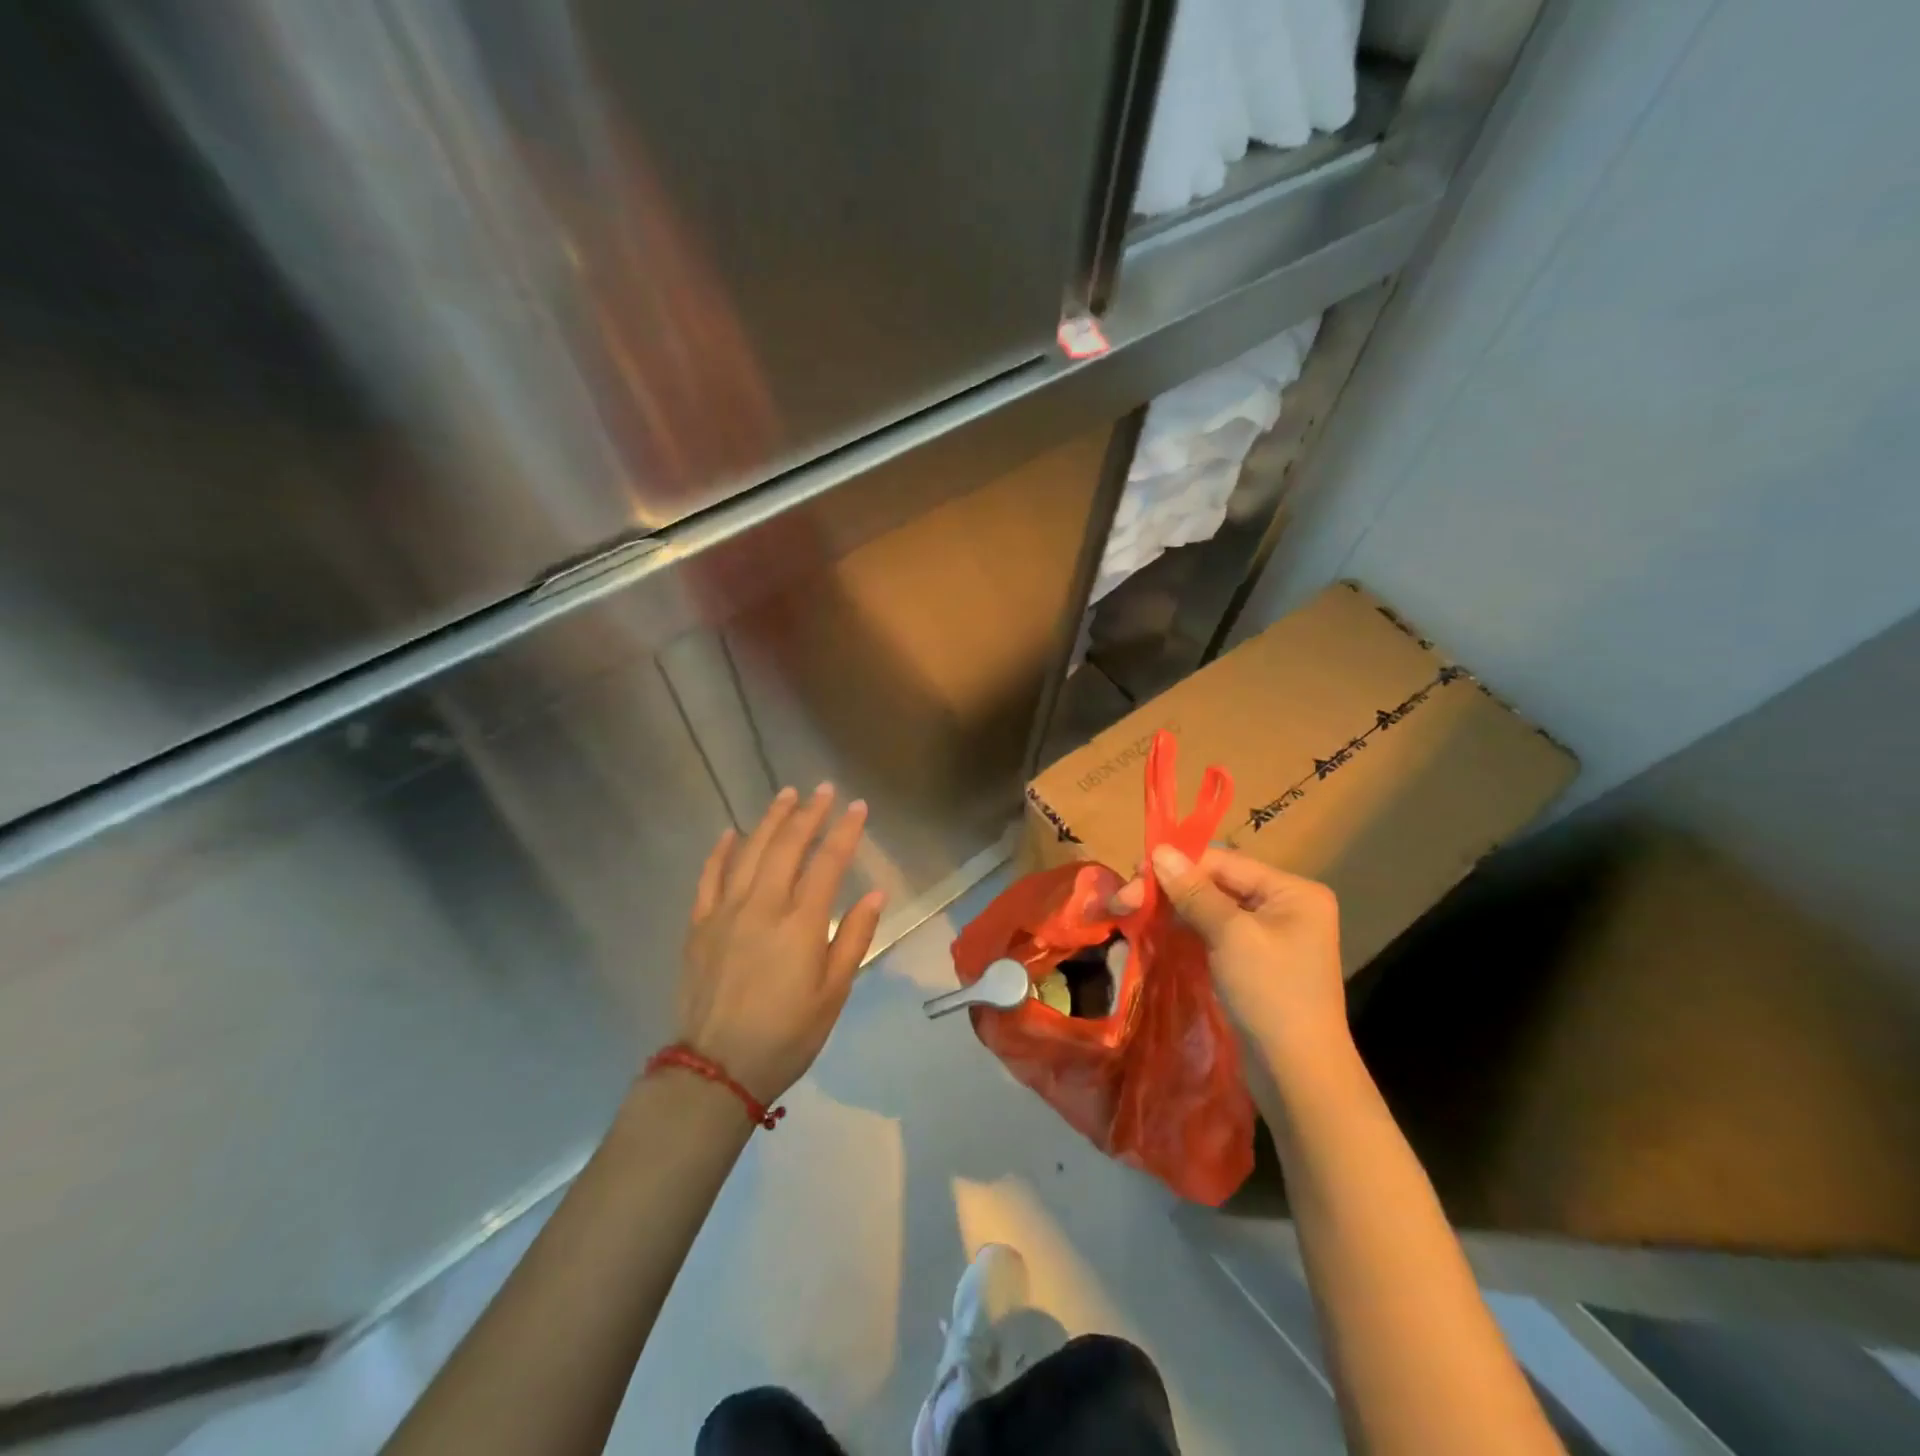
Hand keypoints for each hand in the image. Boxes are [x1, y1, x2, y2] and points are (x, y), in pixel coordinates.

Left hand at [677, 785, 885, 1102]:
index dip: (845, 831)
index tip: (857, 806)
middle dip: (808, 813)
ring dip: (770, 820)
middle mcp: (763, 906)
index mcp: (801, 924)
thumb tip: (875, 894)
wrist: (717, 1069)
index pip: (828, 863)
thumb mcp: (834, 993)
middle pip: (787, 846)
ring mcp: (726, 912)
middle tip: (823, 789)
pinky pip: (709, 877)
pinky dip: (721, 851)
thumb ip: (853, 939)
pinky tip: (732, 832)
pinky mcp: (699, 925)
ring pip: (749, 852)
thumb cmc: (786, 1035)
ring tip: (786, 795)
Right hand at [1117, 846, 1349, 1073]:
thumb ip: (1194, 891)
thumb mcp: (1231, 935)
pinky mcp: (1255, 961)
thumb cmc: (1270, 994)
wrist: (1298, 1075)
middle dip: (1171, 887)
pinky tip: (1158, 929)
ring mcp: (1271, 935)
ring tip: (1133, 911)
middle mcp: (1285, 906)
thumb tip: (1160, 851)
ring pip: (1212, 907)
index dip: (1177, 864)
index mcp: (1292, 891)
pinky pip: (1216, 932)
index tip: (1133, 873)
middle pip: (1217, 882)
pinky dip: (1187, 929)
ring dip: (1174, 907)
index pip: (1225, 861)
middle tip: (1126, 899)